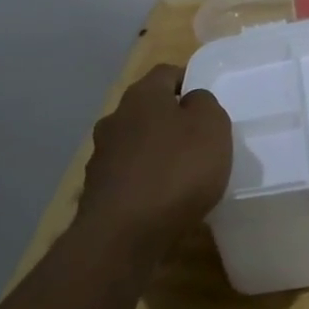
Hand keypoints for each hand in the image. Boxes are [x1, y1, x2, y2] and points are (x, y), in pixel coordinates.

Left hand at [77, 64, 231, 257]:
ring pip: (135, 143)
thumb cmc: (176, 170)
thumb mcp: (211, 126)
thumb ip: (205, 104)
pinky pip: (128, 176)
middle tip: (198, 138)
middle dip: (170, 119)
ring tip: (182, 174)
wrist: (123, 236)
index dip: (188, 81)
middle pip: (147, 109)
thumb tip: (191, 101)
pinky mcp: (96, 192)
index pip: (166, 73)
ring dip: (155, 152)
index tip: (207, 101)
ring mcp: (101, 156)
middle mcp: (115, 119)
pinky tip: (162, 200)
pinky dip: (144, 182)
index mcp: (142, 96)